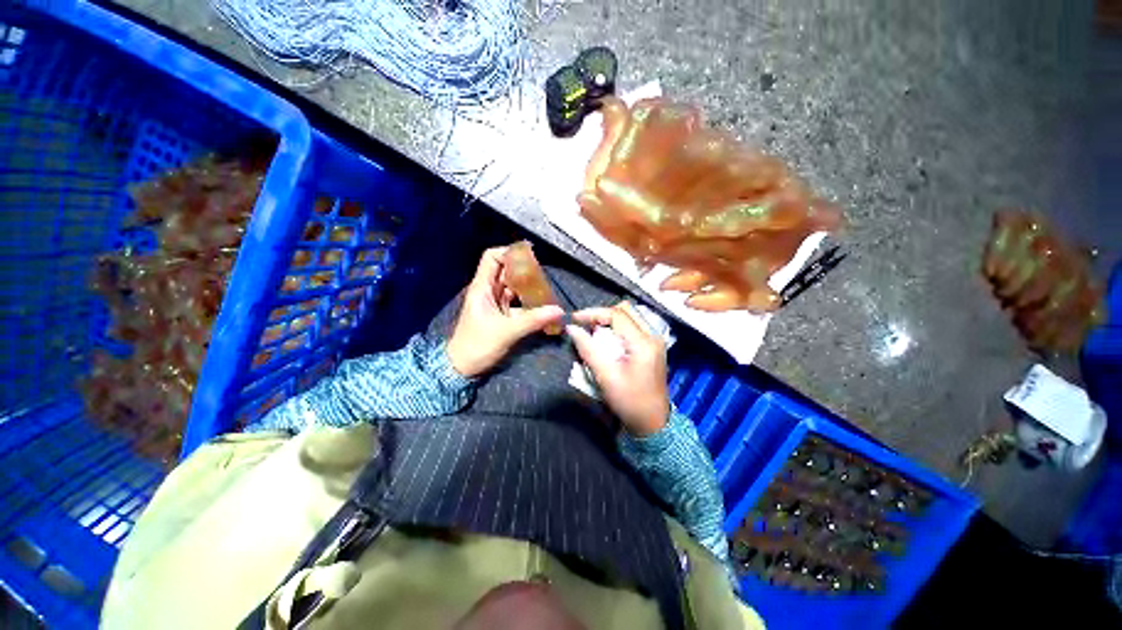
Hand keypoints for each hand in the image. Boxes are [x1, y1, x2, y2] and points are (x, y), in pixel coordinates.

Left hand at [446, 246, 564, 377]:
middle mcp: (488, 291)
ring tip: (546, 291)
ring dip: (528, 288)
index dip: (508, 253)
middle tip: (544, 277)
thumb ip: (533, 320)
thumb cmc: (477, 346)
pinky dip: (529, 302)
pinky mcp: (501, 315)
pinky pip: (517, 302)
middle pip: (506, 271)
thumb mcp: (506, 332)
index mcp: (482, 288)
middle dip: (525, 271)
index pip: (491, 258)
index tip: (530, 256)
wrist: (462, 368)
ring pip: (513, 287)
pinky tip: (541, 307)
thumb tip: (558, 311)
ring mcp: (495, 303)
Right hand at [566, 301, 669, 435]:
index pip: (617, 314)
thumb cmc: (629, 402)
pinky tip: (607, 339)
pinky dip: (618, 328)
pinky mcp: (653, 347)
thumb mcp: (606, 376)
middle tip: (585, 325)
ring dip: (610, 320)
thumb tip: (571, 329)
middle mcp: (653, 336)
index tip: (575, 319)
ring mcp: (655, 341)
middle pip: (626, 310)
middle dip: (602, 314)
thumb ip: (588, 349)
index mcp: (644, 343)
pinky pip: (633, 326)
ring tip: (594, 331)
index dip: (593, 313)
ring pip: (630, 316)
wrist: (653, 424)